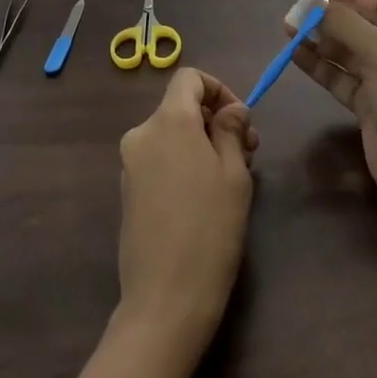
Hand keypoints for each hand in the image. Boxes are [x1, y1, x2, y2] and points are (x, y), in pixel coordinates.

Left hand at [115, 67, 257, 356]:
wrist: (165, 299)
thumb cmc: (210, 229)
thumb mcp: (234, 174)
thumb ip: (231, 130)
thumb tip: (231, 109)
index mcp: (168, 121)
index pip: (189, 78)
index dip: (219, 89)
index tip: (241, 121)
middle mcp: (142, 133)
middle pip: (180, 107)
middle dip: (215, 121)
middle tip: (249, 154)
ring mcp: (130, 164)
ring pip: (171, 135)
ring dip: (201, 144)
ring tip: (230, 180)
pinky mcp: (127, 191)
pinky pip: (159, 160)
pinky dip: (182, 164)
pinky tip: (204, 199)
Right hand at [289, 0, 376, 215]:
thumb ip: (349, 26)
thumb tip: (319, 4)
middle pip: (364, 23)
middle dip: (331, 15)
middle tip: (298, 10)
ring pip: (348, 49)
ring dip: (320, 39)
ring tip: (288, 28)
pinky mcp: (367, 102)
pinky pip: (339, 75)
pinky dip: (319, 64)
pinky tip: (294, 54)